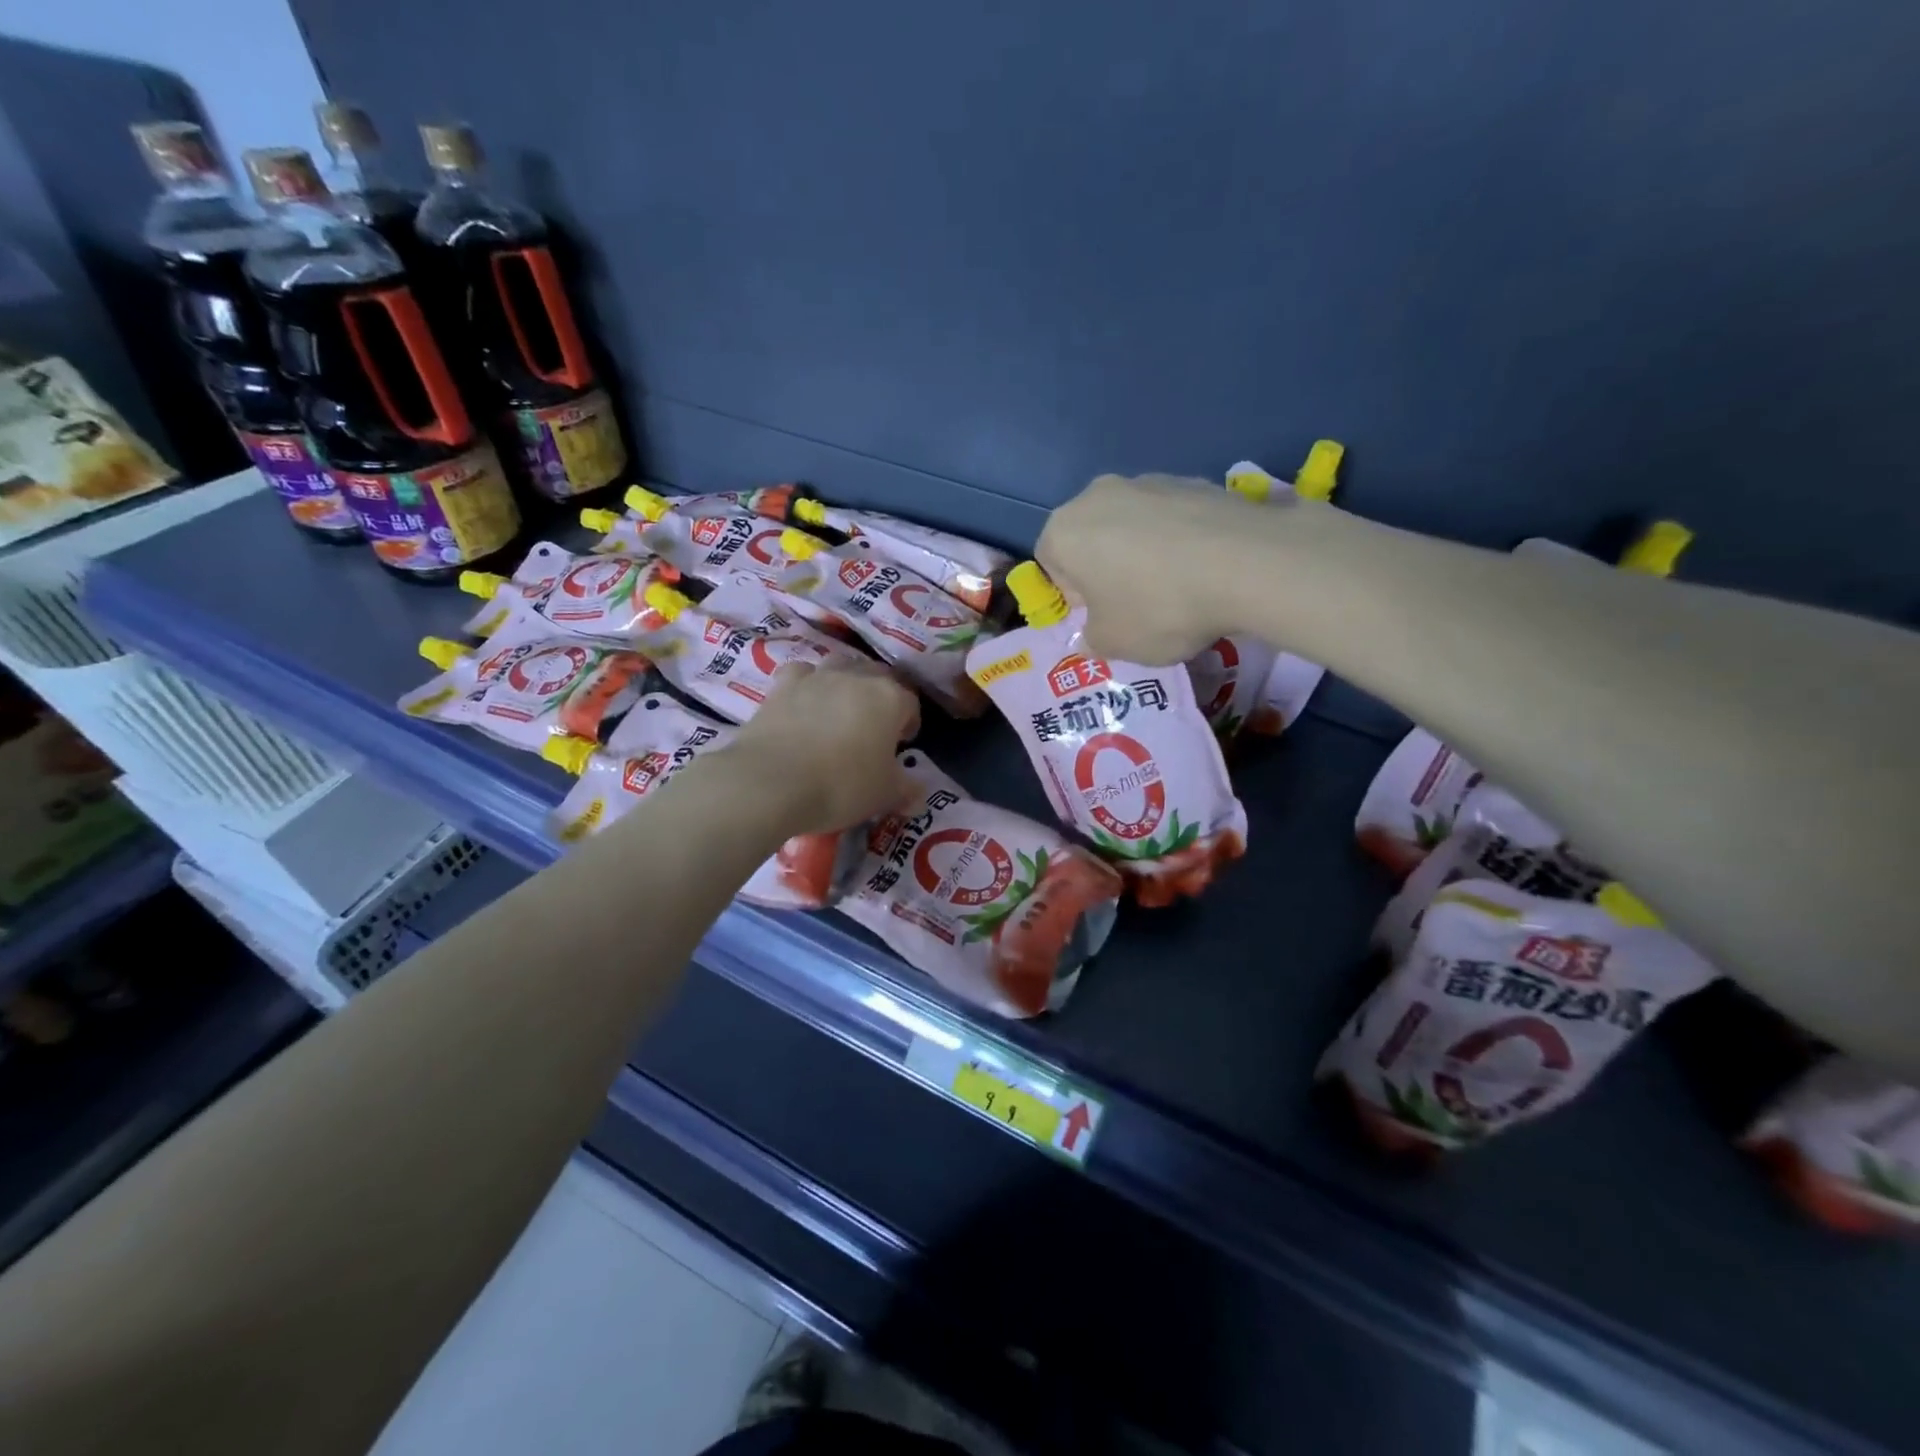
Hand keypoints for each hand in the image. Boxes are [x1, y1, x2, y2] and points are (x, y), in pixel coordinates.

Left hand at [725, 659, 920, 833]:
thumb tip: (917, 794)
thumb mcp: (883, 795)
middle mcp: (855, 678)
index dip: (909, 723)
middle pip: (877, 676)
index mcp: (889, 699)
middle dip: (880, 697)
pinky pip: (801, 674)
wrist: (771, 782)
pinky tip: (803, 704)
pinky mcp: (781, 686)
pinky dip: (806, 684)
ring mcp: (816, 677)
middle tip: (874, 727)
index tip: (902, 744)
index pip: (910, 703)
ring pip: (839, 666)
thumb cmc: (841, 786)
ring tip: (839, 711)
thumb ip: (905, 790)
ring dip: (845, 682)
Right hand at [1036, 473, 1266, 664]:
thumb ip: (1091, 639)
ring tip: (1177, 587)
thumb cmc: (1158, 607)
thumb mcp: (1112, 644)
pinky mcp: (1195, 481)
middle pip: (1091, 538)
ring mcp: (1150, 481)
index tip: (1102, 616)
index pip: (1050, 563)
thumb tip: (1094, 634)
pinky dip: (1180, 541)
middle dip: (1106, 570)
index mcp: (1064, 530)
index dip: (1073, 596)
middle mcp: (1099, 495)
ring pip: (1132, 525)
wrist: (1248, 565)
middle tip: (1135, 603)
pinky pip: (1173, 518)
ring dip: (1143, 553)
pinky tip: (1205, 569)